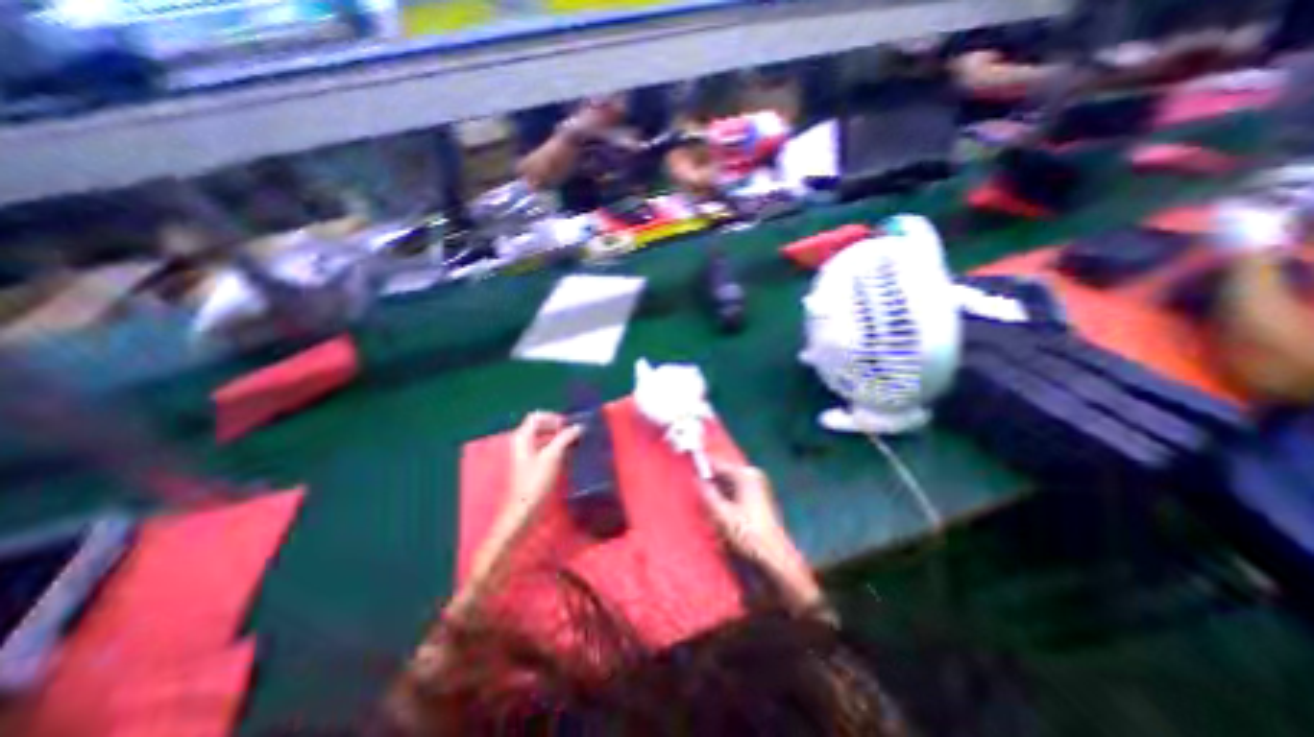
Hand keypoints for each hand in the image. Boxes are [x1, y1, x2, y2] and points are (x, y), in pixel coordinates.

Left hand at [504, 411, 582, 519]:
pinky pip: (545, 449)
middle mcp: (522, 443)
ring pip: (544, 438)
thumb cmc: (536, 481)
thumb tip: (579, 426)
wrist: (526, 509)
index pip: (537, 416)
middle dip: (558, 427)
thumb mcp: (553, 456)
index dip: (553, 417)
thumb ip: (565, 438)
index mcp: (523, 437)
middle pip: (541, 426)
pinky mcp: (532, 466)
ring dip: (559, 438)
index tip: (568, 426)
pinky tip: (569, 456)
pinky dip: (557, 448)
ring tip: (575, 443)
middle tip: (574, 433)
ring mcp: (526, 455)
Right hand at [698, 460, 816, 616]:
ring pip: (728, 486)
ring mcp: (757, 487)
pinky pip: (735, 494)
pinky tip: (720, 516)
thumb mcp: (722, 514)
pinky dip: (725, 501)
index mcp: (746, 475)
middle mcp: (753, 476)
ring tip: (709, 511)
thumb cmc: (748, 533)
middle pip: (723, 475)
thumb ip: (707, 494)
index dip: (703, 466)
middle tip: (698, 495)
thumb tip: (696, 479)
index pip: (719, 464)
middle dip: (710, 485)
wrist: (775, 557)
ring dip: (717, 495)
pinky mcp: (758, 499)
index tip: (688, 466)